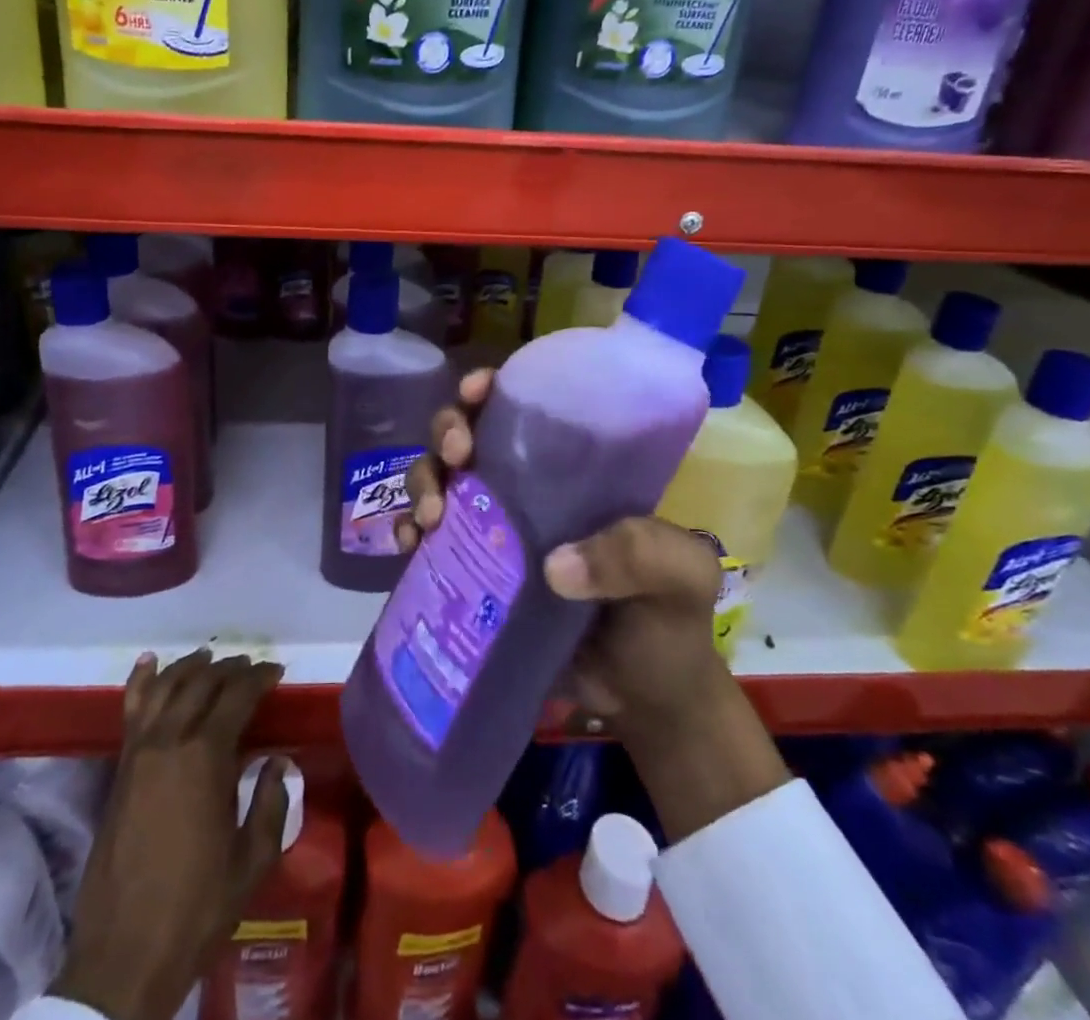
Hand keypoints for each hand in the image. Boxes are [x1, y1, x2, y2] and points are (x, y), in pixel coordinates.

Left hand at [55, 650, 290, 1019]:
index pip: (237, 696)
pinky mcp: (120, 769)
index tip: (276, 671)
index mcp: (206, 757)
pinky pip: (131, 710)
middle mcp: (170, 741)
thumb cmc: (198, 908)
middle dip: (230, 669)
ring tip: (210, 658)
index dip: (259, 678)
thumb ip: (270, 802)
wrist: (125, 955)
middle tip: (250, 667)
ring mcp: (139, 752)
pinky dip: (142, 681)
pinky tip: (150, 662)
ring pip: (166, 687)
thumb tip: (278, 761)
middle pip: (202, 684)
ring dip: (191, 667)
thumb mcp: (252, 859)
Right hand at [396, 371, 790, 841]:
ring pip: (440, 479)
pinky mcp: (471, 574)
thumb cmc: (669, 623)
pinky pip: (427, 541)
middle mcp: (526, 489)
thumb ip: (639, 555)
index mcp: (574, 472)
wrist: (643, 700)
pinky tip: (412, 546)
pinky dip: (410, 532)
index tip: (478, 391)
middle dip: (449, 429)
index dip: (494, 389)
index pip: (527, 408)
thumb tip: (554, 566)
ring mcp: (493, 531)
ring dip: (424, 481)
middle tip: (458, 455)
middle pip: (470, 435)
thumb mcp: (679, 576)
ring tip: (431, 517)